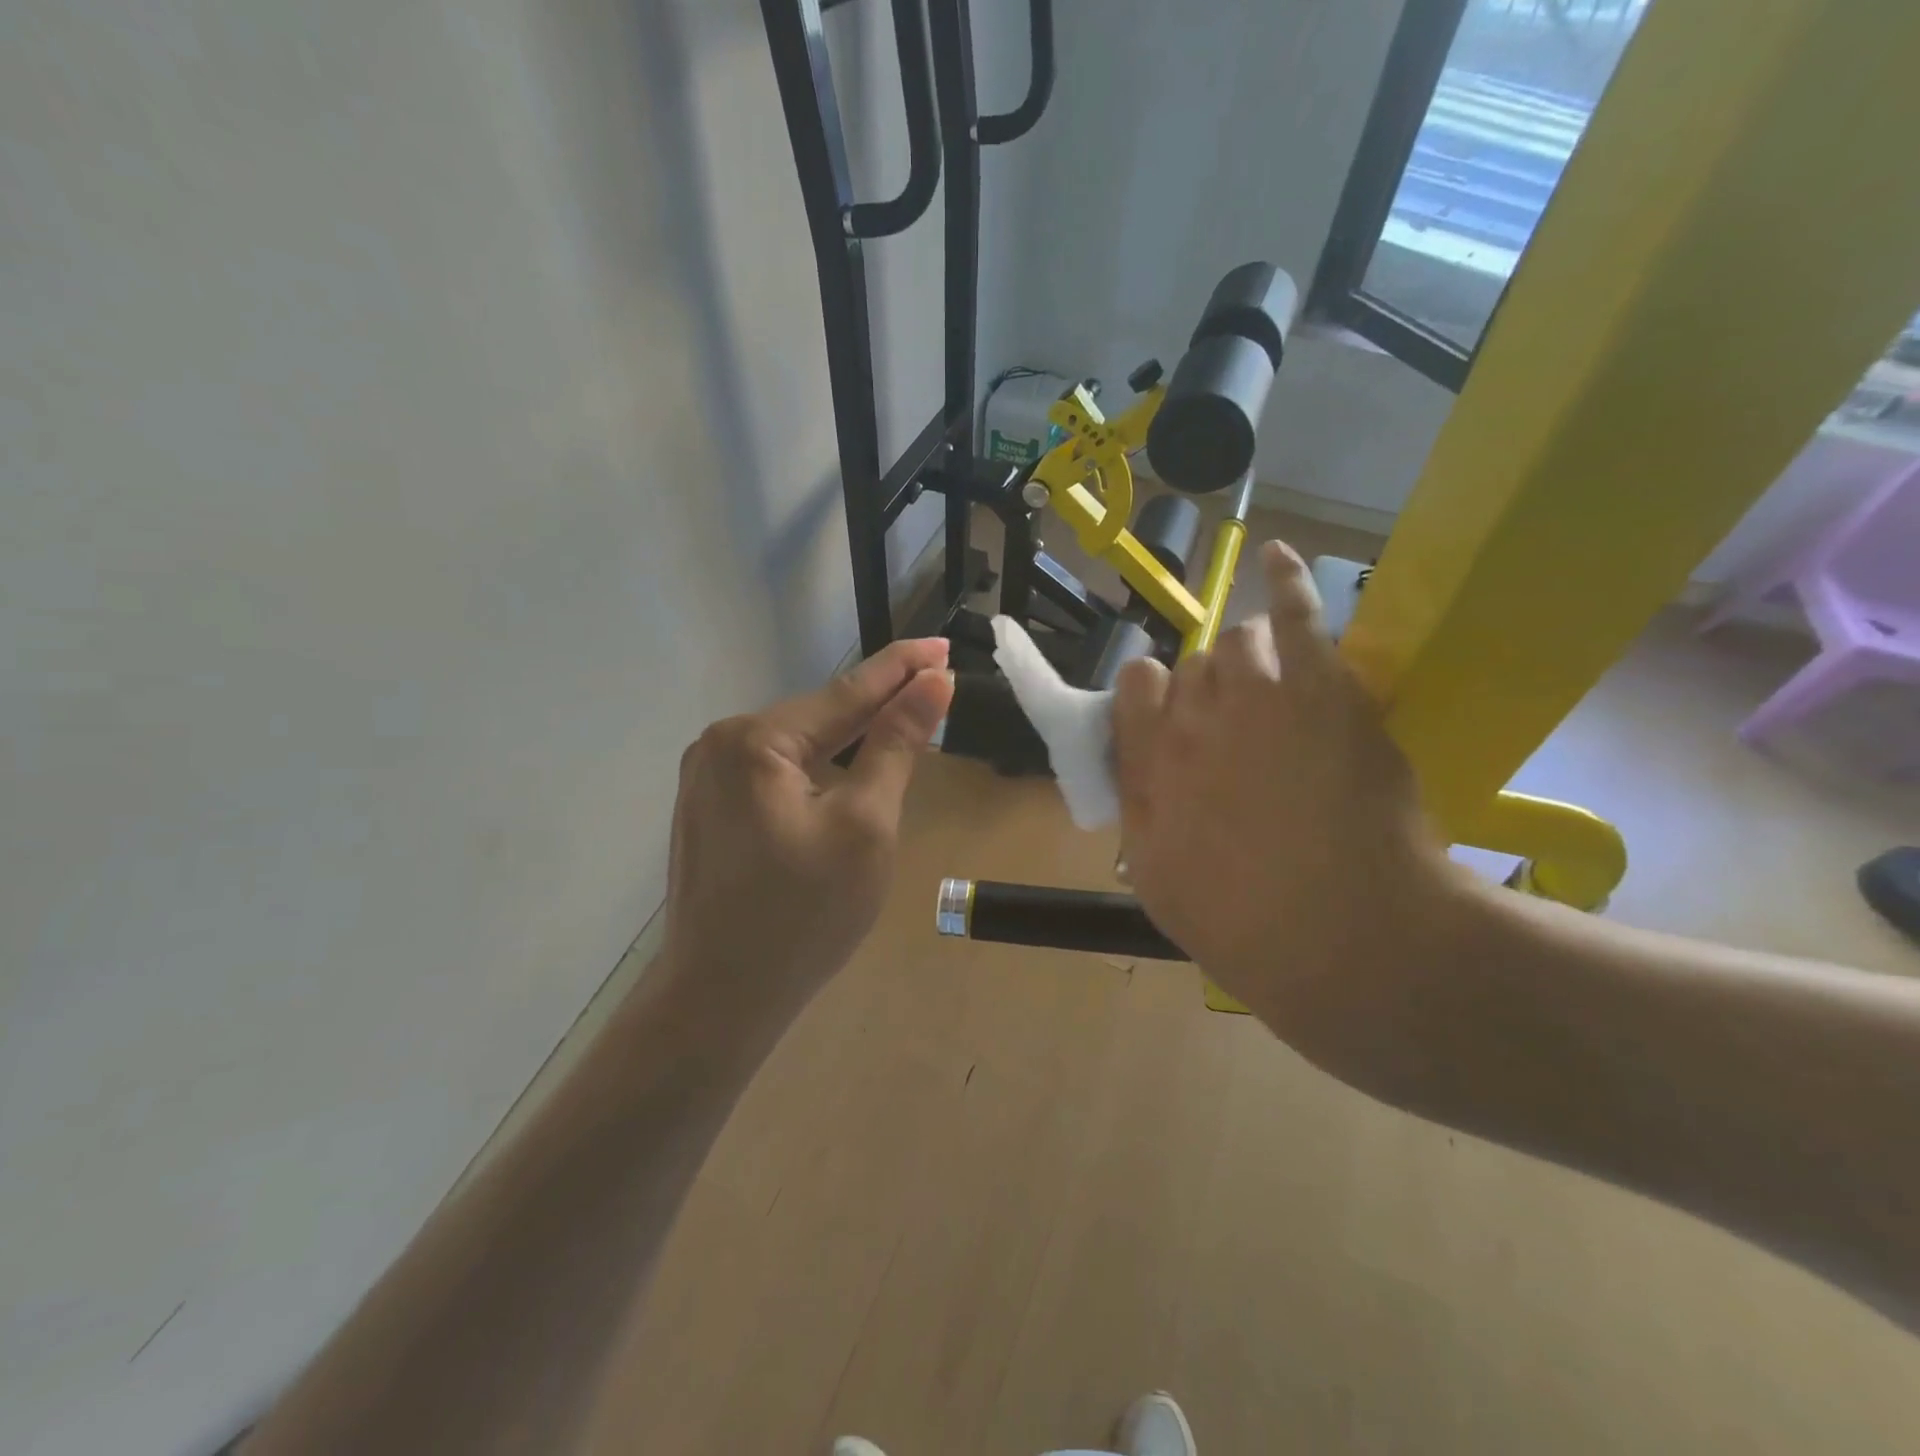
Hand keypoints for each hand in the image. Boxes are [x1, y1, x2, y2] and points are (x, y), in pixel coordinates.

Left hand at [662, 638, 953, 1021]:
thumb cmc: (804, 915)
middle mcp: (719, 745)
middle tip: (933, 682)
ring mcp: (705, 778)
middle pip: (818, 716)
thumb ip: (895, 745)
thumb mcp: (866, 825)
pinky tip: (846, 767)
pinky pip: (775, 772)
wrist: (721, 999)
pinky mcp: (707, 809)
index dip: (901, 669)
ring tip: (901, 717)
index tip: (943, 645)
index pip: (846, 692)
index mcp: (754, 740)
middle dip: (876, 702)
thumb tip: (932, 683)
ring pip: (797, 745)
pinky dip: (818, 766)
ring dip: (848, 736)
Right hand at [1112, 542, 1453, 1049]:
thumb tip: (1140, 774)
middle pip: (1190, 665)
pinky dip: (1284, 579)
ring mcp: (1255, 698)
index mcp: (1147, 767)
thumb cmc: (1247, 928)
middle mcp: (1189, 721)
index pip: (1134, 686)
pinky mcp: (1321, 690)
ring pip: (1238, 642)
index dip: (1156, 697)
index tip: (1177, 722)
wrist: (1353, 943)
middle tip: (1245, 732)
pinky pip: (1294, 613)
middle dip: (1212, 689)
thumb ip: (1140, 814)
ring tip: (1282, 695)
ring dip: (1253, 662)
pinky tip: (1277, 555)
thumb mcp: (1158, 882)